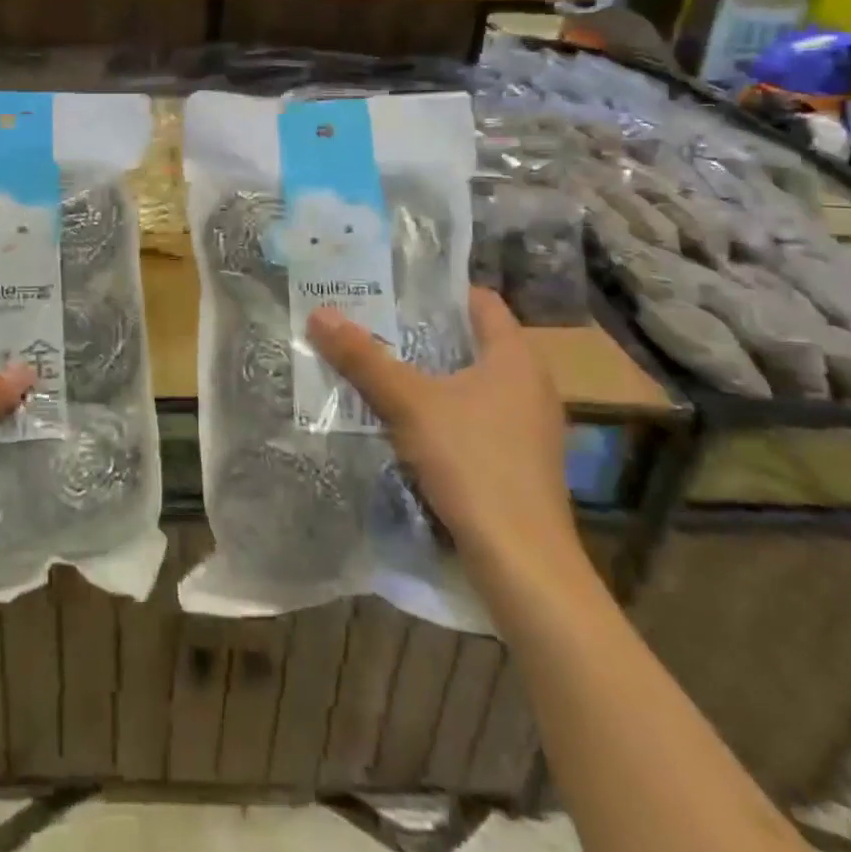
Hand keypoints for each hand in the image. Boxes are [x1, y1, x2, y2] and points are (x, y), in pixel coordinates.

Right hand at [306, 289, 580, 580]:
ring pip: (471, 382)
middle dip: (422, 332)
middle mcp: (530, 384)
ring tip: (379, 367)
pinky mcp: (519, 460)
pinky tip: (405, 420)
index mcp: (516, 357)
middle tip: (372, 323)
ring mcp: (528, 426)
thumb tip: (320, 313)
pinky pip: (475, 416)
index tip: (393, 287)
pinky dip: (442, 409)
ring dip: (429, 374)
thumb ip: (365, 358)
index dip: (438, 290)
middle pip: (471, 341)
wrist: (523, 563)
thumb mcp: (409, 404)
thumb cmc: (473, 463)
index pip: (480, 301)